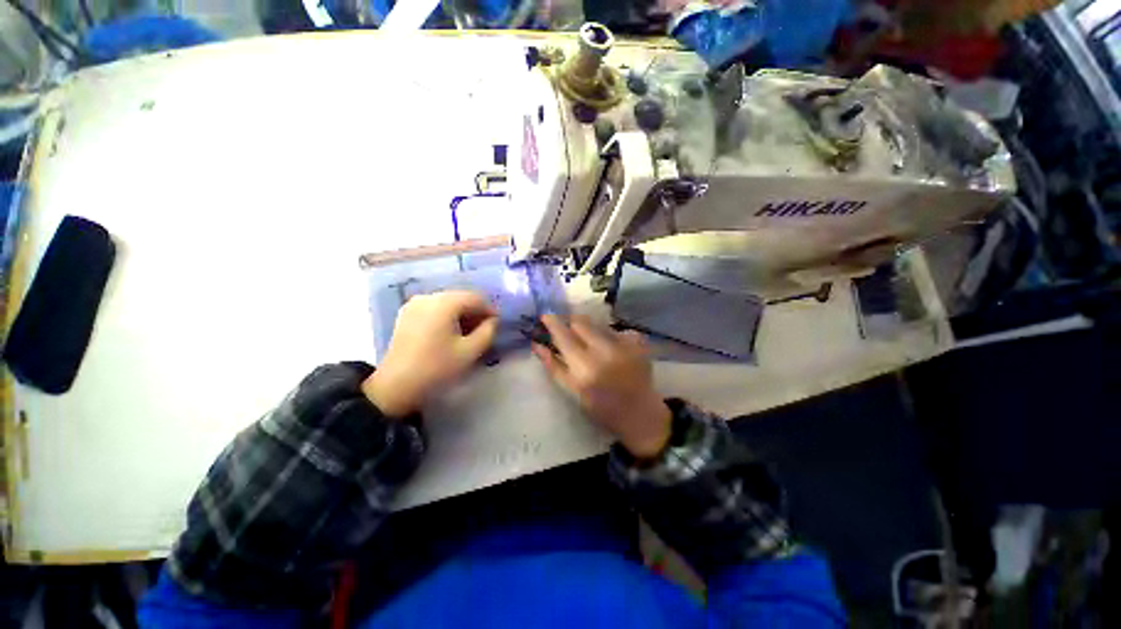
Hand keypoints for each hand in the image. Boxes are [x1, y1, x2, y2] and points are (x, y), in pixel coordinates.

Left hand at [363, 290, 498, 417]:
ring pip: (448, 303)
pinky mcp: (407, 314)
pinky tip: (451, 334)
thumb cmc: (437, 367)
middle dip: (475, 312)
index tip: (497, 326)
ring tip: (468, 334)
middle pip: (461, 298)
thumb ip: (488, 331)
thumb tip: (492, 321)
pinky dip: (447, 317)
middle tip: (484, 331)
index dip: (490, 310)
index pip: (476, 298)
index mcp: (444, 303)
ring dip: (462, 315)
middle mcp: (429, 297)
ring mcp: (414, 304)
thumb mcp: (470, 351)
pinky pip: (435, 309)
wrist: (395, 386)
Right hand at [534, 315, 670, 458]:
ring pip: (597, 323)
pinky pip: (614, 329)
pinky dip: (606, 334)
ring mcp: (624, 343)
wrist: (638, 412)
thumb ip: (553, 365)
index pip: (564, 335)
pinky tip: (609, 348)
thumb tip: (536, 344)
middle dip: (570, 322)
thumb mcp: (572, 390)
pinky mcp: (637, 341)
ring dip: (588, 328)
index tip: (545, 316)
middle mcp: (604, 350)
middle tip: (567, 328)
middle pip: (580, 322)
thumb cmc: (600, 406)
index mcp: (585, 367)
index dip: (552, 323)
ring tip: (590, 341)